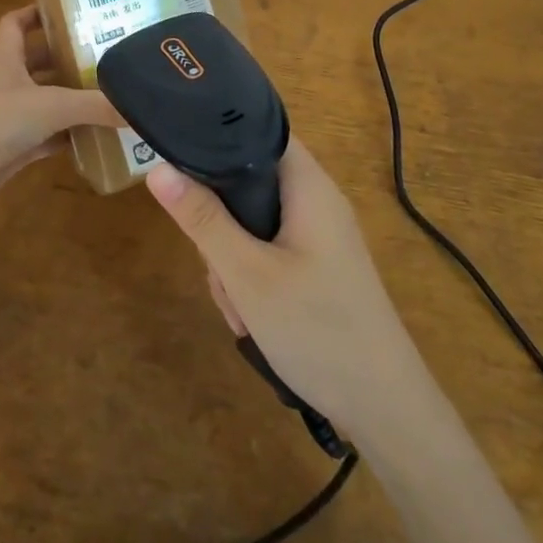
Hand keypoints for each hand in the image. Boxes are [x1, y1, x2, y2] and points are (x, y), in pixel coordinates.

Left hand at [0, 6, 116, 211]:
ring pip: (43, 101)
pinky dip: (66, 136)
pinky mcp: (13, 147)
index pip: (15, 24)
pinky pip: (46, 137)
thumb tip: (135, 109)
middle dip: (64, 58)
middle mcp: (7, 84)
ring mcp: (8, 117)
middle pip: (36, 62)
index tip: (64, 10)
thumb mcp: (53, 105)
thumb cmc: (0, 120)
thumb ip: (94, 105)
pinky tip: (92, 136)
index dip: (34, 13)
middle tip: (100, 55)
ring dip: (68, 99)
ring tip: (105, 93)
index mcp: (7, 60)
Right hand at [147, 142, 425, 436]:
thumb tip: (156, 169)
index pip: (256, 130)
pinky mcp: (317, 266)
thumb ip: (202, 219)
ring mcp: (318, 236)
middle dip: (220, 224)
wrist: (386, 411)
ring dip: (232, 261)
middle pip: (247, 182)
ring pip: (252, 224)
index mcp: (308, 184)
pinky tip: (251, 320)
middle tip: (217, 266)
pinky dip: (252, 279)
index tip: (179, 163)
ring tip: (239, 307)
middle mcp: (315, 200)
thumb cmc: (318, 329)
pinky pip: (268, 251)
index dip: (216, 137)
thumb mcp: (247, 274)